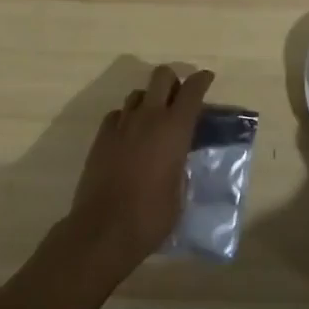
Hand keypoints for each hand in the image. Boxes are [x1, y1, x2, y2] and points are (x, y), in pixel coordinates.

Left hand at [63, 64, 214, 283]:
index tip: (207, 78)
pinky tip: (129, 135)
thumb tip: (178, 157)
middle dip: (173, 81)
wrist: (103, 231)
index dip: (201, 80)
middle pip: (162, 76)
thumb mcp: (180, 191)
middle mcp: (149, 117)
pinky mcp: (101, 137)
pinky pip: (117, 114)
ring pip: (137, 93)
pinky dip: (126, 118)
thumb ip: (181, 165)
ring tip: (153, 120)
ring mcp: (122, 124)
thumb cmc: (151, 216)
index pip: (192, 90)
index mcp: (175, 128)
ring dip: (149, 100)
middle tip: (178, 99)